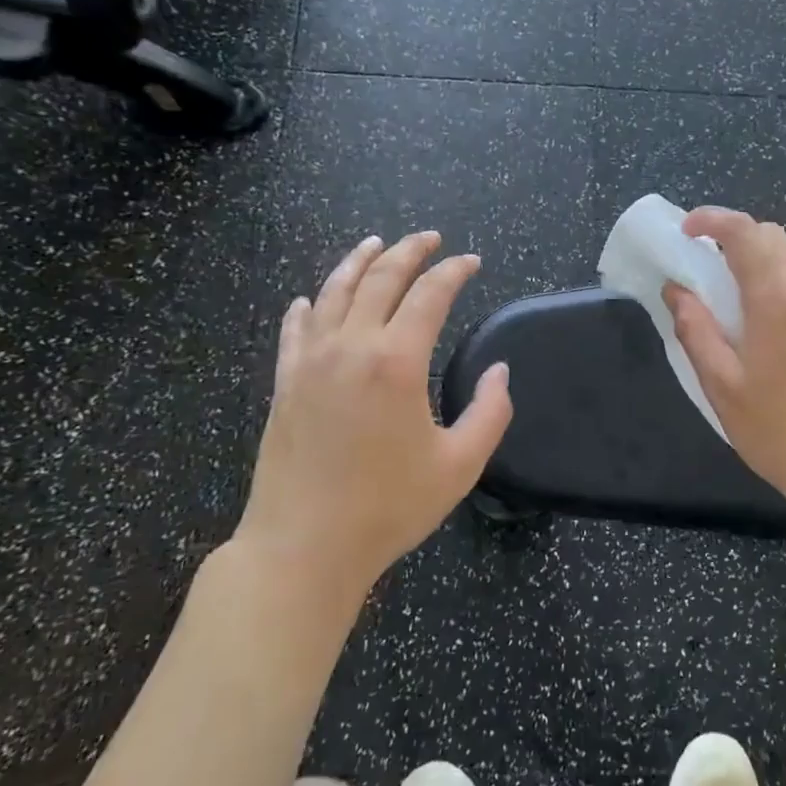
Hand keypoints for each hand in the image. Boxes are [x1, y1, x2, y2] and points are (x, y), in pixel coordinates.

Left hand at [237, 231, 511, 592]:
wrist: (303, 547)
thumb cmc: (388, 507)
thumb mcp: (460, 465)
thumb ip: (490, 412)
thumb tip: (500, 371)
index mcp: (397, 362)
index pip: (430, 294)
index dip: (453, 271)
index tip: (471, 261)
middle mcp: (351, 347)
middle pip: (381, 279)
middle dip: (409, 251)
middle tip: (430, 238)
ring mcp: (311, 362)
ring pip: (333, 292)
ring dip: (358, 262)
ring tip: (375, 243)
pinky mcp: (285, 383)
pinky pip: (295, 329)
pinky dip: (308, 306)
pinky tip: (310, 298)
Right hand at [664, 208, 785, 516]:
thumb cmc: (778, 431)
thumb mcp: (721, 385)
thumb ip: (695, 330)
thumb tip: (676, 290)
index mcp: (778, 299)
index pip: (746, 232)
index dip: (713, 220)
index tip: (686, 231)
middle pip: (773, 237)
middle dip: (734, 236)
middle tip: (703, 264)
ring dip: (758, 261)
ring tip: (730, 296)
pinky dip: (779, 283)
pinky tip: (765, 322)